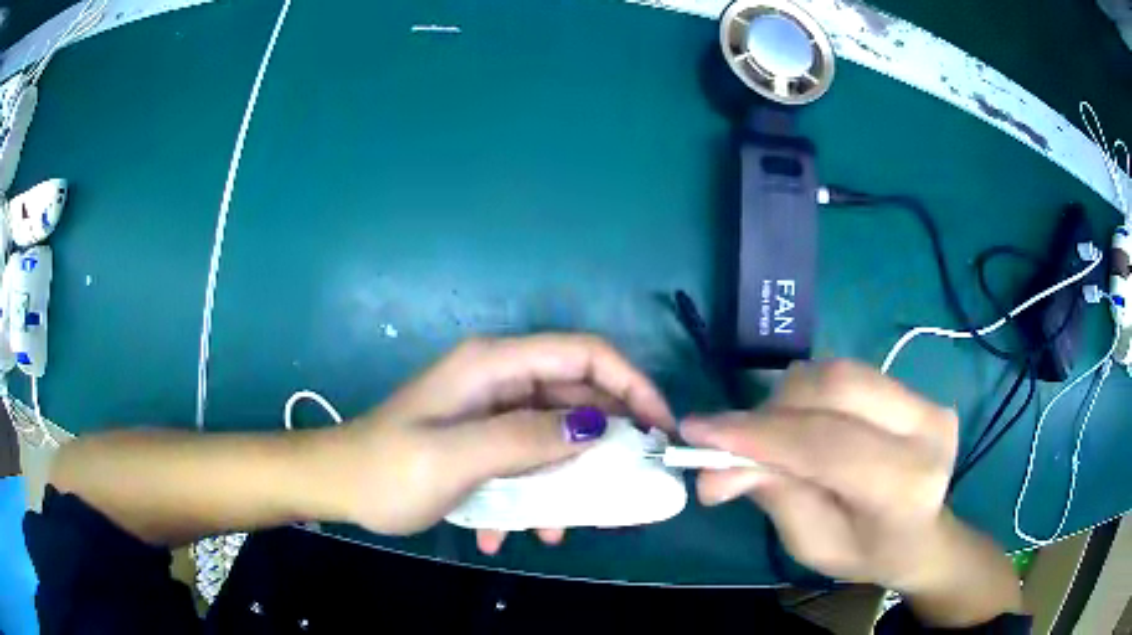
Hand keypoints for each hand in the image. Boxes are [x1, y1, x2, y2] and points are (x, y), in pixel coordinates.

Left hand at [327, 334, 673, 549]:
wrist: (337, 485)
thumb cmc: (388, 469)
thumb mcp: (457, 458)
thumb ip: (526, 439)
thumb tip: (599, 428)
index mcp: (494, 364)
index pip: (585, 353)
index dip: (632, 383)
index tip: (659, 429)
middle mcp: (499, 379)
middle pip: (577, 396)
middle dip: (607, 441)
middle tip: (629, 485)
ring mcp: (491, 410)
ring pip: (556, 433)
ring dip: (567, 479)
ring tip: (565, 526)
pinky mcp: (483, 438)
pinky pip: (528, 458)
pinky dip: (532, 493)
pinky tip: (509, 533)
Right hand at [681, 361, 1021, 626]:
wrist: (923, 536)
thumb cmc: (866, 552)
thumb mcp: (811, 542)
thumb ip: (771, 494)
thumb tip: (711, 469)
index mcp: (905, 485)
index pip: (826, 444)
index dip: (760, 434)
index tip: (699, 431)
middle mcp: (926, 430)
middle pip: (836, 388)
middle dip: (773, 408)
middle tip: (731, 435)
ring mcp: (929, 402)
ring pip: (841, 372)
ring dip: (790, 397)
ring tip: (769, 433)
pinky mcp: (921, 390)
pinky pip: (852, 374)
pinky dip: (813, 393)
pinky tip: (802, 420)